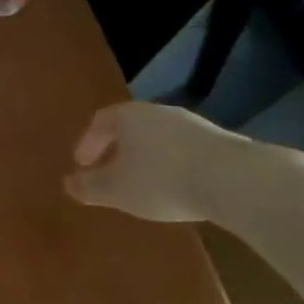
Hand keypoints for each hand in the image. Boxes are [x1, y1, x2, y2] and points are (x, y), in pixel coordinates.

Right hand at [62, 101, 257, 224]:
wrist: (235, 180)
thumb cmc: (162, 181)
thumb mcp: (116, 191)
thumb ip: (89, 187)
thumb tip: (68, 183)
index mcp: (127, 117)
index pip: (99, 122)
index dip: (87, 143)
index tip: (82, 165)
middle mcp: (156, 112)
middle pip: (129, 127)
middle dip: (116, 149)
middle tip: (110, 171)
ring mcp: (190, 124)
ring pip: (157, 137)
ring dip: (146, 157)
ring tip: (144, 182)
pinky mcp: (219, 141)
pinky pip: (183, 149)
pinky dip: (172, 163)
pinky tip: (178, 186)